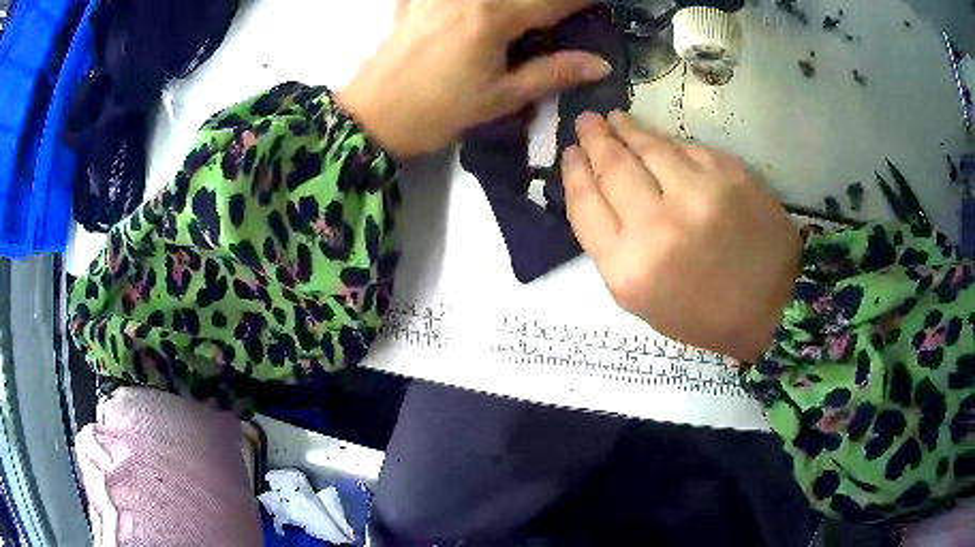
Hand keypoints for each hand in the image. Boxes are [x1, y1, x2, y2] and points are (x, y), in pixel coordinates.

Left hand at [337, 0, 611, 157]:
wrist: (372, 117)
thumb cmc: (437, 113)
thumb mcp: (500, 97)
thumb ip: (552, 73)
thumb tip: (599, 64)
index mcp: (492, 17)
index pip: (552, 1)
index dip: (582, 0)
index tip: (602, 2)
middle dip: (549, 1)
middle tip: (565, 11)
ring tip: (529, 14)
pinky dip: (471, 3)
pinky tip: (474, 11)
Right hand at [562, 111, 802, 361]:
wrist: (774, 305)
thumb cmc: (705, 314)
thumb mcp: (643, 302)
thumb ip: (614, 249)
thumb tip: (599, 193)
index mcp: (630, 269)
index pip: (585, 205)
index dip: (574, 172)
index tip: (569, 154)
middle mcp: (658, 226)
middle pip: (612, 167)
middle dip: (594, 140)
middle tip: (585, 122)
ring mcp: (697, 194)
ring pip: (648, 147)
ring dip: (626, 128)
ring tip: (614, 119)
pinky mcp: (729, 174)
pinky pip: (686, 147)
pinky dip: (668, 142)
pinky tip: (659, 141)